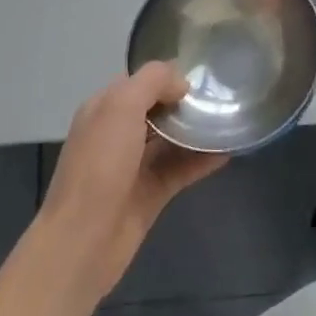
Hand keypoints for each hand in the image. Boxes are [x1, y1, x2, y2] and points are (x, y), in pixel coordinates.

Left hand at [35, 63, 227, 308]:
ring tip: (232, 118)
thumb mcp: (121, 106)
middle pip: (158, 109)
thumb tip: (182, 84)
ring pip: (172, 139)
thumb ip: (152, 82)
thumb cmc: (99, 165)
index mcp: (104, 109)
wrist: (83, 241)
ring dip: (198, 129)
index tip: (202, 75)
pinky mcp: (151, 193)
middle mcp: (118, 133)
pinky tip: (228, 151)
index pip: (140, 82)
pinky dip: (203, 159)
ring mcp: (135, 165)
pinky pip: (182, 168)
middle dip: (187, 101)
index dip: (168, 76)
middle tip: (223, 95)